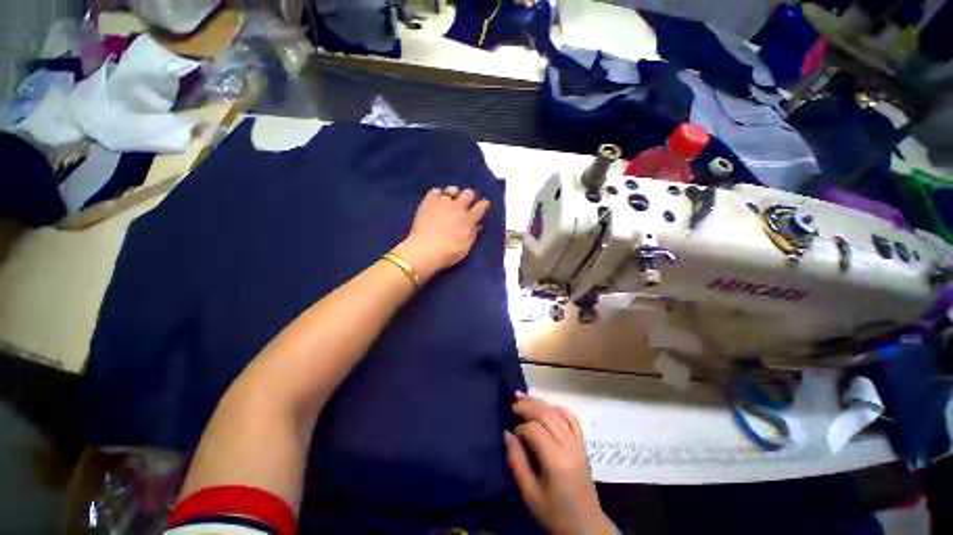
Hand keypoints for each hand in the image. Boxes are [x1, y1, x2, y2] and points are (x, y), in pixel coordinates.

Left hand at [392, 187, 489, 282]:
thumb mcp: (465, 247)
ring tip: (450, 199)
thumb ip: (472, 235)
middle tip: (466, 202)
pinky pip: (434, 192)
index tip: (484, 204)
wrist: (425, 249)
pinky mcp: (428, 202)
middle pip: (468, 194)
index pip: (480, 207)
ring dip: (454, 193)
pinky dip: (437, 194)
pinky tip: (436, 200)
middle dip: (469, 196)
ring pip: (452, 190)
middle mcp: (458, 207)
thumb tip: (478, 225)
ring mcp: (443, 203)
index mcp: (469, 219)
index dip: (483, 204)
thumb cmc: (448, 253)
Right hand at [505, 392, 617, 534]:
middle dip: (528, 405)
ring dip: (540, 402)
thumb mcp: (529, 493)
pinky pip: (571, 419)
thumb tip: (507, 434)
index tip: (512, 433)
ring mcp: (578, 443)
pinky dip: (558, 409)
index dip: (521, 427)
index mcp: (556, 460)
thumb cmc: (555, 512)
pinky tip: (547, 406)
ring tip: (524, 396)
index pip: (535, 430)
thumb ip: (517, 461)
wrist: (585, 525)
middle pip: (547, 415)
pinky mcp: (582, 444)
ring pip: (558, 413)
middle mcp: (569, 446)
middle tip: (513, 401)